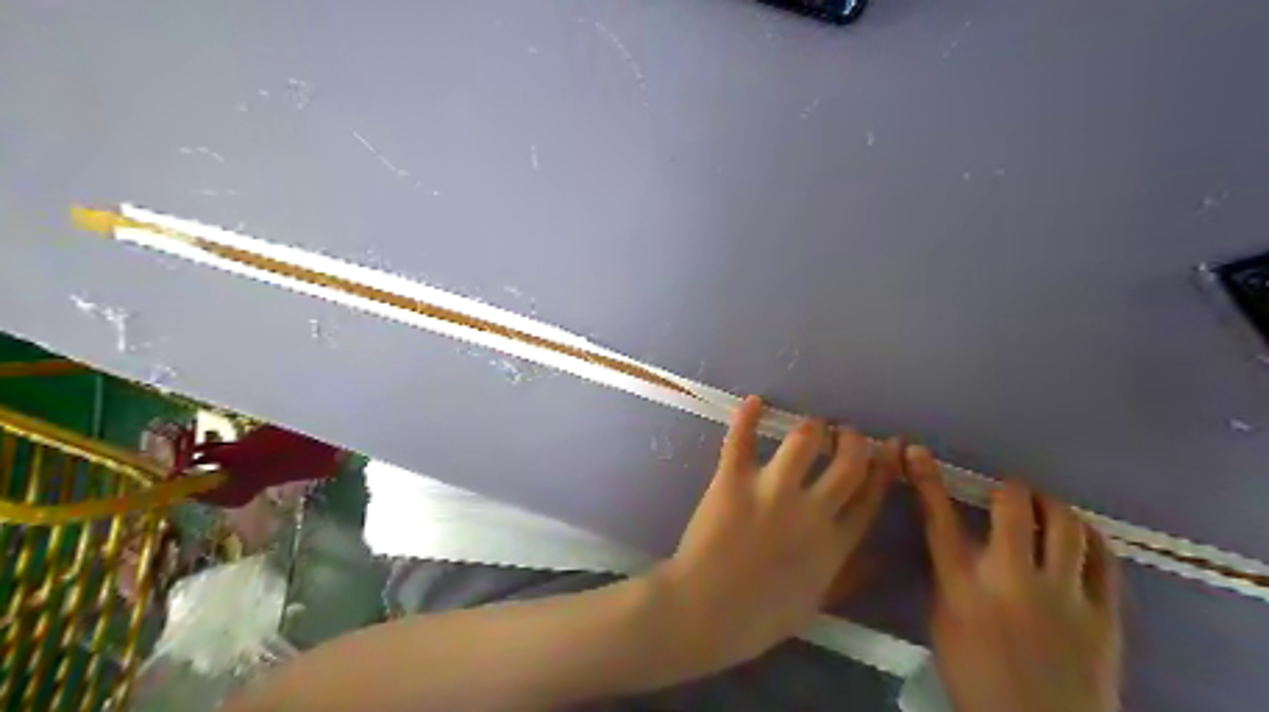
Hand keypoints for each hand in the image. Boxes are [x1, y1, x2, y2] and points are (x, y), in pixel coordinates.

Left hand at [660, 398, 896, 674]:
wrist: (705, 612)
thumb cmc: (759, 617)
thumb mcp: (815, 603)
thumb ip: (847, 576)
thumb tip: (877, 559)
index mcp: (833, 544)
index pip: (869, 497)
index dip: (882, 469)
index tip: (887, 451)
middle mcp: (811, 511)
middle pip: (847, 463)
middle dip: (853, 441)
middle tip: (846, 432)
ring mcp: (771, 492)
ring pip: (802, 440)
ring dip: (811, 428)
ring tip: (810, 426)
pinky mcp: (733, 481)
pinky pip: (741, 440)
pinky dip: (747, 417)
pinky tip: (754, 401)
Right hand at [906, 444, 1123, 711]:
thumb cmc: (976, 675)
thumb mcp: (943, 622)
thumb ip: (947, 575)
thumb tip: (952, 537)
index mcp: (963, 587)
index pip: (939, 520)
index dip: (927, 480)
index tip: (917, 451)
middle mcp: (1012, 582)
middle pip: (1012, 510)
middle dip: (1008, 489)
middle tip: (1007, 490)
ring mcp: (1064, 597)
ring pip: (1064, 526)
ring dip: (1050, 506)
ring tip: (1043, 507)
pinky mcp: (1104, 614)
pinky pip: (1104, 558)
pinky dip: (1088, 535)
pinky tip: (1078, 533)